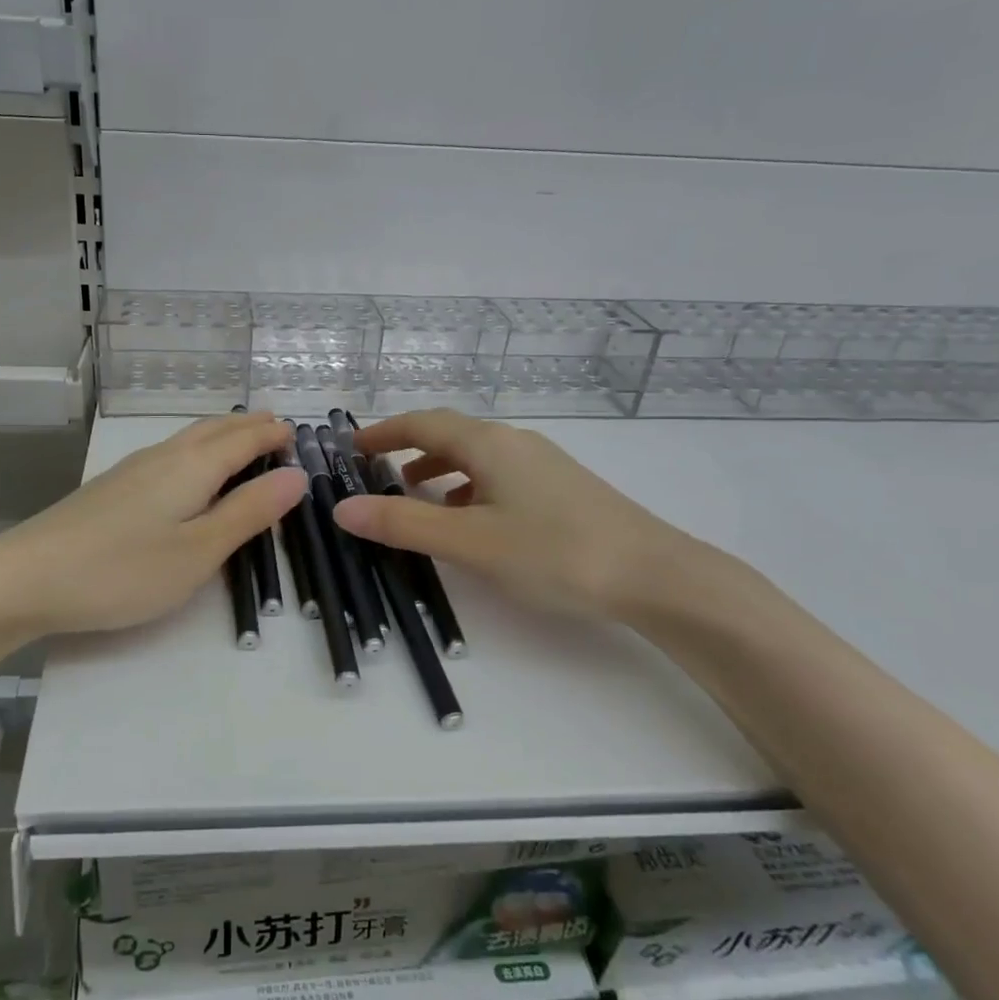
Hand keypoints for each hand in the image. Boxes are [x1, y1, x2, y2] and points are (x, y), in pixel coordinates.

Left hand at [0, 412, 306, 637]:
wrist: (26, 577)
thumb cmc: (123, 570)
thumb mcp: (198, 551)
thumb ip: (248, 513)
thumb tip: (296, 477)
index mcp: (192, 467)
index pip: (243, 439)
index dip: (271, 434)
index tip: (296, 431)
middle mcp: (163, 457)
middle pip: (213, 430)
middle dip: (248, 426)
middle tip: (275, 426)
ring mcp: (132, 470)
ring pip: (188, 439)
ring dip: (221, 434)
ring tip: (240, 439)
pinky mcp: (111, 488)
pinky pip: (169, 454)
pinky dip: (196, 450)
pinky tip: (186, 468)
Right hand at [333, 408, 700, 620]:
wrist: (656, 576)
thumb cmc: (554, 553)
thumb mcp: (469, 542)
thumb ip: (403, 524)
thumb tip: (342, 509)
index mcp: (489, 444)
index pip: (423, 423)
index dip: (384, 432)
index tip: (352, 446)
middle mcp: (515, 443)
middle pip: (451, 434)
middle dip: (409, 448)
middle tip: (376, 471)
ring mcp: (543, 465)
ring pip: (477, 456)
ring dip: (439, 468)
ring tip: (415, 494)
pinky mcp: (561, 489)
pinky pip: (499, 476)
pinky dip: (469, 488)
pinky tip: (470, 519)